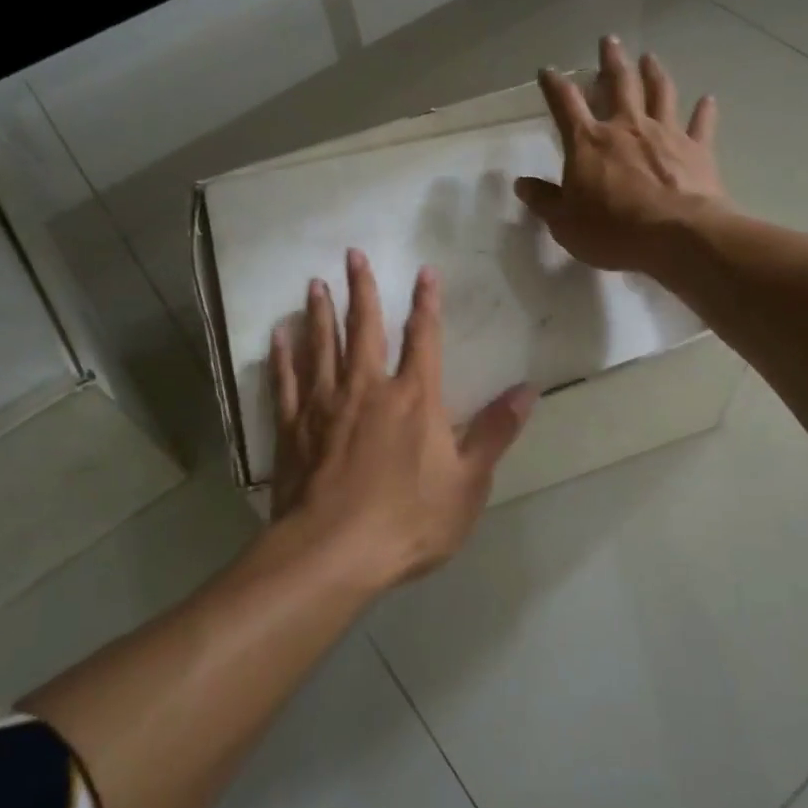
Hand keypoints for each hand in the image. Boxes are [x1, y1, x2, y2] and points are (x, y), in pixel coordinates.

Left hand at [270, 250, 536, 589]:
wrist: (334, 553)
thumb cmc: (408, 520)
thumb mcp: (468, 482)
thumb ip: (495, 432)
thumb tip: (528, 390)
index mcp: (414, 398)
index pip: (424, 339)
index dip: (427, 303)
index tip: (424, 271)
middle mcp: (368, 388)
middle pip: (364, 328)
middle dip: (361, 289)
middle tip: (352, 254)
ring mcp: (325, 405)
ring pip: (322, 346)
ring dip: (320, 312)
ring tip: (315, 284)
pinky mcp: (293, 427)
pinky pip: (286, 382)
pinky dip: (283, 356)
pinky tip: (278, 336)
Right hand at [514, 36, 726, 275]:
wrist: (676, 236)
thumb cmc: (612, 230)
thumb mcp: (564, 223)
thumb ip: (544, 201)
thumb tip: (522, 184)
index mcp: (588, 142)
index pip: (565, 104)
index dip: (554, 85)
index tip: (547, 71)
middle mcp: (626, 127)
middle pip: (618, 83)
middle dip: (611, 60)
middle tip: (609, 40)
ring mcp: (665, 134)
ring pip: (660, 93)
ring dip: (654, 72)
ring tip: (650, 57)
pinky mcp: (697, 149)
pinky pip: (701, 124)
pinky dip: (705, 110)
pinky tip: (708, 99)